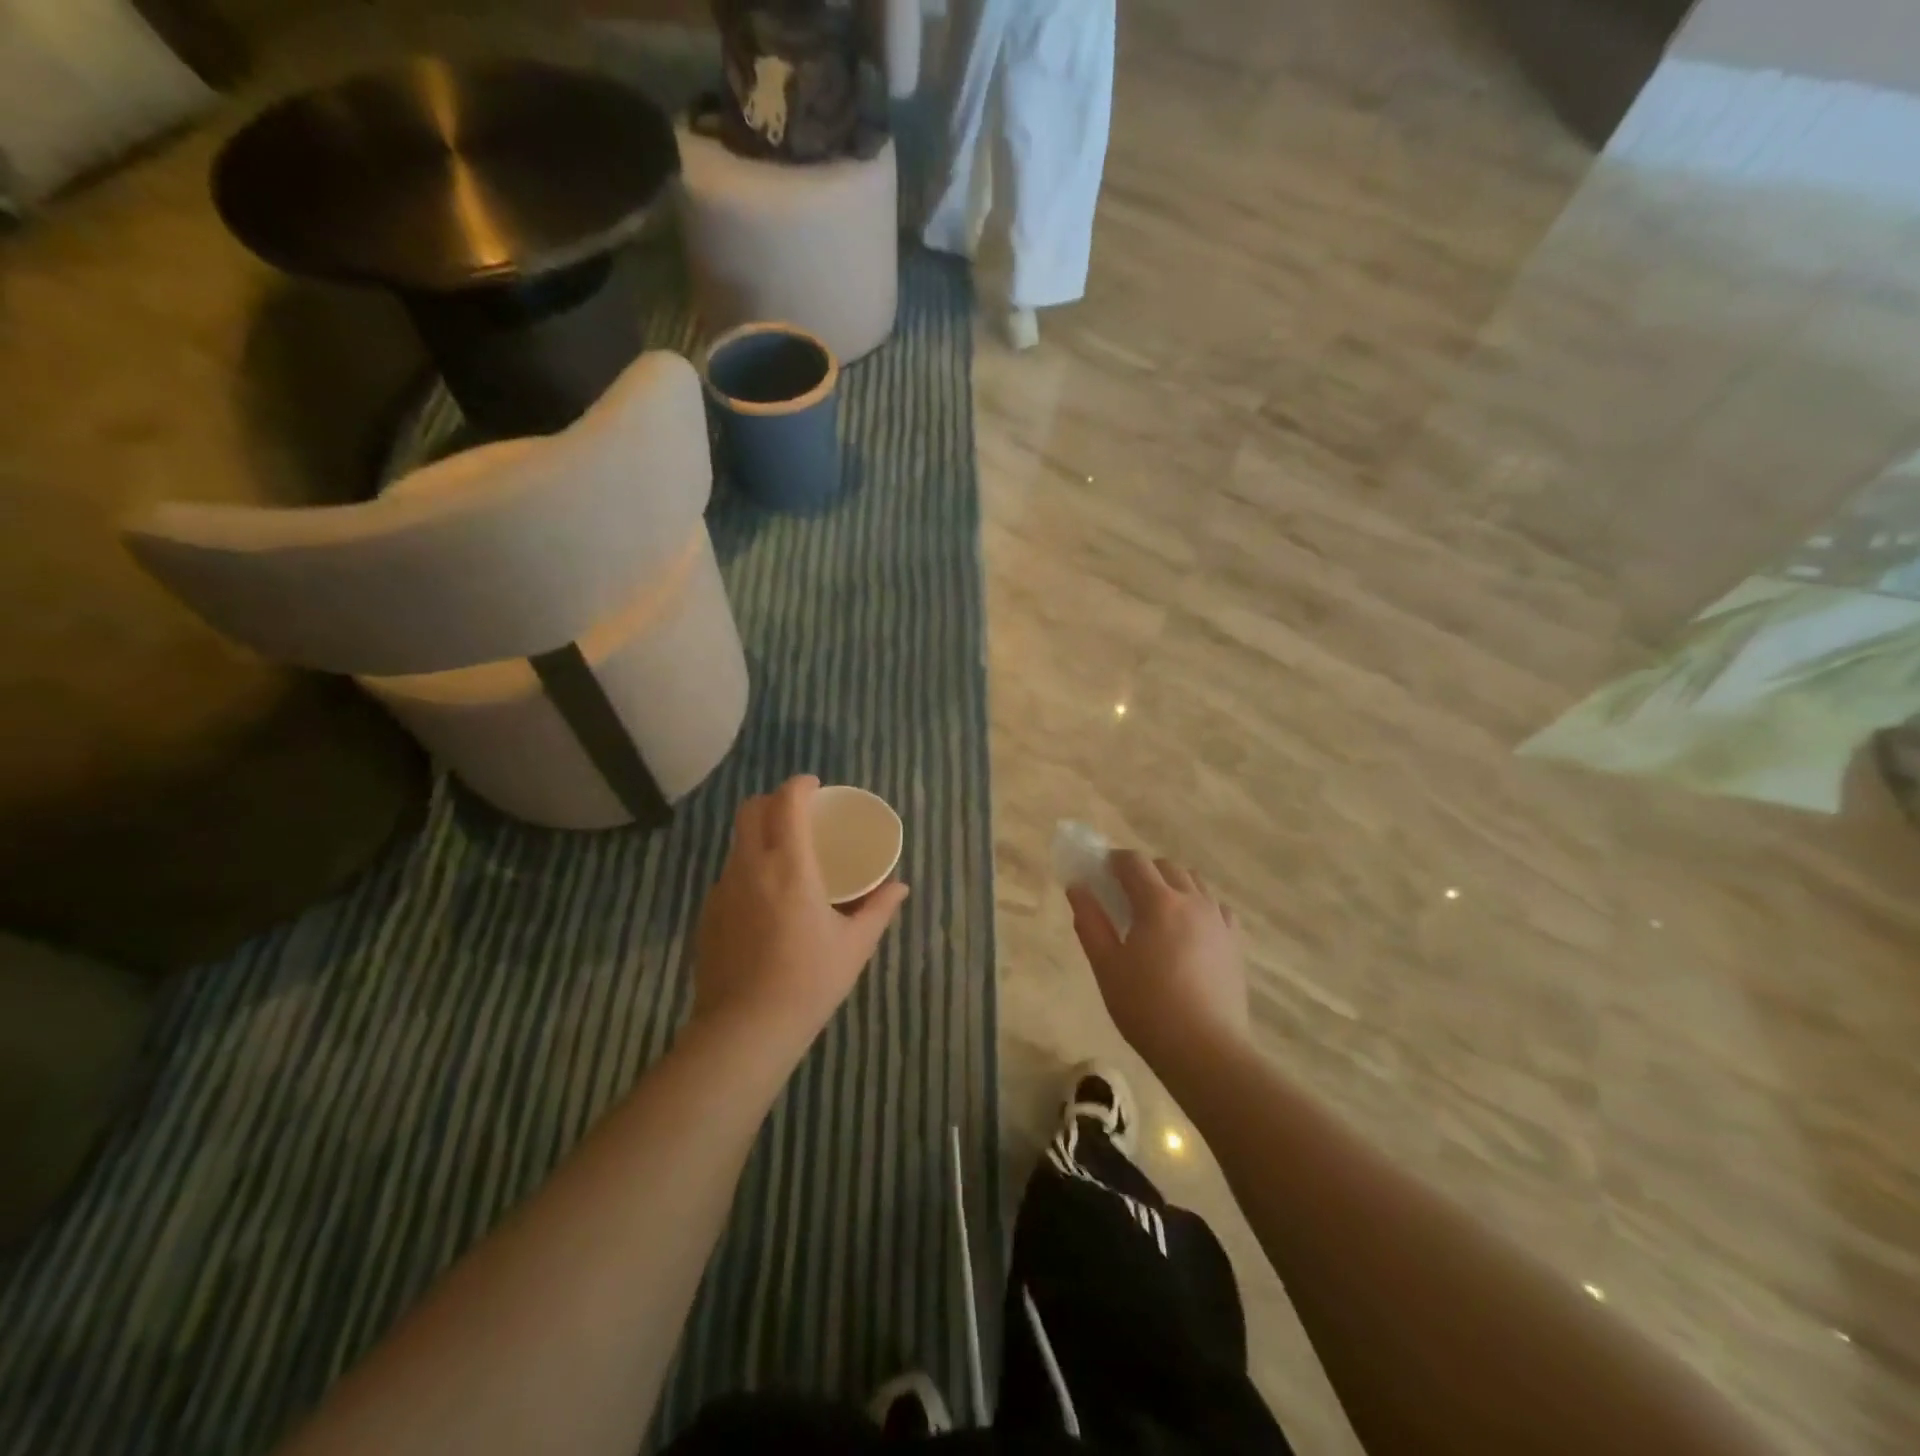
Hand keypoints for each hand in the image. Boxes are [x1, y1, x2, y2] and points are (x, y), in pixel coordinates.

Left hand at [692, 776, 908, 1053]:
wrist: (745, 1030)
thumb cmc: (809, 982)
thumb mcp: (854, 945)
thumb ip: (879, 909)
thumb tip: (900, 886)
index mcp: (790, 867)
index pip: (786, 802)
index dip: (800, 785)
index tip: (816, 787)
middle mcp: (750, 867)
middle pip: (750, 810)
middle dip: (773, 801)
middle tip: (798, 815)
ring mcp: (723, 890)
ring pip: (737, 842)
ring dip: (759, 835)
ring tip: (784, 858)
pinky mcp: (707, 914)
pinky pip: (729, 875)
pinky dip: (748, 869)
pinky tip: (765, 901)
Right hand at [1068, 851, 1248, 1073]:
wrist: (1205, 1050)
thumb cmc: (1146, 1007)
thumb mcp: (1106, 966)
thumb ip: (1090, 921)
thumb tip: (1077, 887)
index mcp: (1158, 902)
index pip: (1134, 861)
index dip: (1114, 860)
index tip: (1100, 873)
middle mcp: (1192, 901)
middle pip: (1166, 866)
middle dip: (1143, 871)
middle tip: (1123, 895)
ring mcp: (1218, 920)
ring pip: (1194, 882)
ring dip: (1171, 884)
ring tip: (1156, 912)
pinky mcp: (1235, 942)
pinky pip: (1215, 907)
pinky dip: (1198, 905)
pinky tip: (1188, 930)